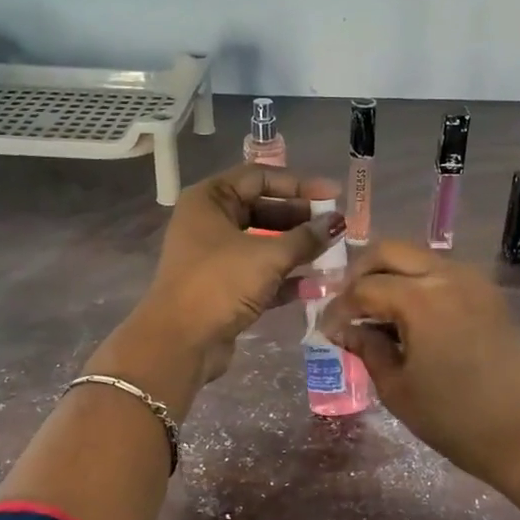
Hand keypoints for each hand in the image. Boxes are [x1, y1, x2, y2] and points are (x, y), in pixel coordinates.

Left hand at [131, 163, 342, 387]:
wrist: (181, 342)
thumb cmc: (220, 284)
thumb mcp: (268, 256)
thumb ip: (306, 237)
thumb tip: (338, 222)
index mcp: (210, 200)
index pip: (260, 177)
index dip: (299, 185)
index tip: (334, 196)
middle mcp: (209, 222)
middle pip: (262, 210)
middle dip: (300, 219)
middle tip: (335, 227)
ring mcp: (215, 257)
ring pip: (263, 244)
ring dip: (297, 249)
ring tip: (332, 255)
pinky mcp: (223, 287)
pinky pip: (260, 273)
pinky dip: (285, 277)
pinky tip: (316, 285)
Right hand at [319, 243, 519, 499]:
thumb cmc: (451, 418)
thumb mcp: (396, 388)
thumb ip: (367, 348)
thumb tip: (345, 329)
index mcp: (421, 299)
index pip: (364, 288)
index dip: (339, 308)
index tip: (326, 330)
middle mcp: (448, 276)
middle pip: (390, 251)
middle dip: (360, 272)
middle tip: (346, 304)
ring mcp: (473, 281)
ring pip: (418, 257)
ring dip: (390, 274)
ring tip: (374, 310)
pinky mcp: (487, 295)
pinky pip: (442, 273)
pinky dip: (417, 283)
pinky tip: (407, 315)